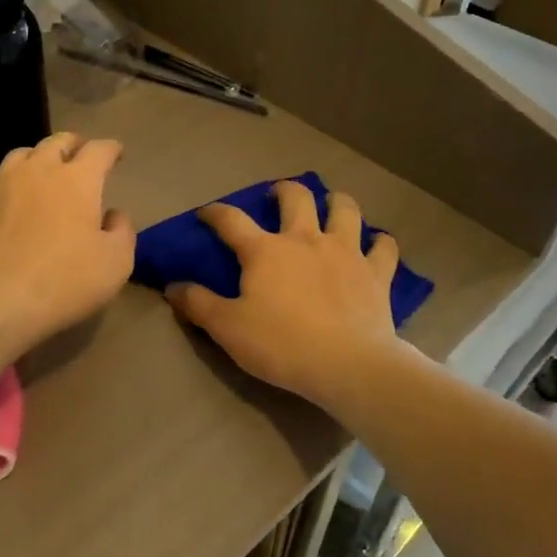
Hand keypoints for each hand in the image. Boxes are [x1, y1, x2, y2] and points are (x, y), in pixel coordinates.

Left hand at [0, 133, 135, 355]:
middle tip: (82, 152)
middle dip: (74, 144)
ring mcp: (2, 186)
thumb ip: (122, 231)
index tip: (117, 153)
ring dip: (38, 157)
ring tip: (44, 169)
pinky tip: (12, 202)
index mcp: (77, 179)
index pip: (98, 150)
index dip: (111, 148)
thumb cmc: (64, 280)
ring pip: (21, 155)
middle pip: (57, 142)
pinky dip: (10, 187)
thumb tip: (114, 215)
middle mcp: (38, 171)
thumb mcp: (116, 263)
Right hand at [168, 180, 402, 410]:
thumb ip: (198, 304)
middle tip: (276, 196)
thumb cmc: (282, 345)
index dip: (215, 212)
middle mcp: (306, 239)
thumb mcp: (227, 328)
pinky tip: (376, 244)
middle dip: (283, 190)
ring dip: (337, 202)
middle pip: (296, 197)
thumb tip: (172, 286)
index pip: (231, 220)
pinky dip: (380, 242)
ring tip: (331, 205)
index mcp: (265, 250)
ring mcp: (346, 252)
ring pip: (345, 210)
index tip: (206, 213)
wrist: (348, 365)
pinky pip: (384, 247)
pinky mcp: (376, 273)